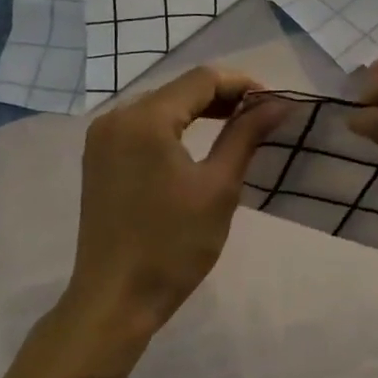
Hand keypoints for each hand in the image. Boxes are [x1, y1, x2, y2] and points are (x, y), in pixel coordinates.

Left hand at [66, 65, 292, 337]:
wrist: (116, 298)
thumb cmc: (173, 245)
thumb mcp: (219, 187)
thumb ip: (246, 135)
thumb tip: (279, 104)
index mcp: (144, 119)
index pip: (201, 79)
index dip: (243, 85)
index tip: (275, 104)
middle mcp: (116, 117)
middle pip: (178, 89)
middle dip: (222, 97)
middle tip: (261, 117)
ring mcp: (102, 138)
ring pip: (160, 107)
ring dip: (199, 112)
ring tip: (237, 128)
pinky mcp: (98, 159)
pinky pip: (142, 127)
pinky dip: (174, 129)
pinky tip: (197, 145)